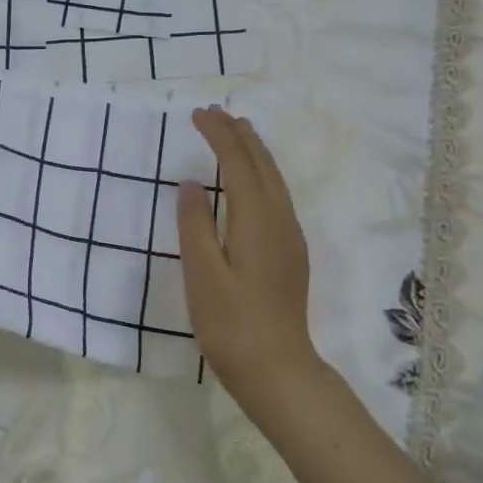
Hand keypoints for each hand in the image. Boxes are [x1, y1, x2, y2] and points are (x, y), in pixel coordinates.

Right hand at [178, 107, 324, 419]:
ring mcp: (290, 237)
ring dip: (254, 152)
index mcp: (256, 220)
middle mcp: (280, 220)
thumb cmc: (231, 323)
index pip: (238, 163)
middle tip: (216, 113)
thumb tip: (191, 183)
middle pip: (262, 165)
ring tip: (236, 133)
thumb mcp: (202, 273)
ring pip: (275, 179)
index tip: (198, 114)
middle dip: (240, 135)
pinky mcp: (291, 253)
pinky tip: (252, 182)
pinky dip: (262, 174)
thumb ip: (194, 224)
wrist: (278, 369)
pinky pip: (278, 196)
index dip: (219, 135)